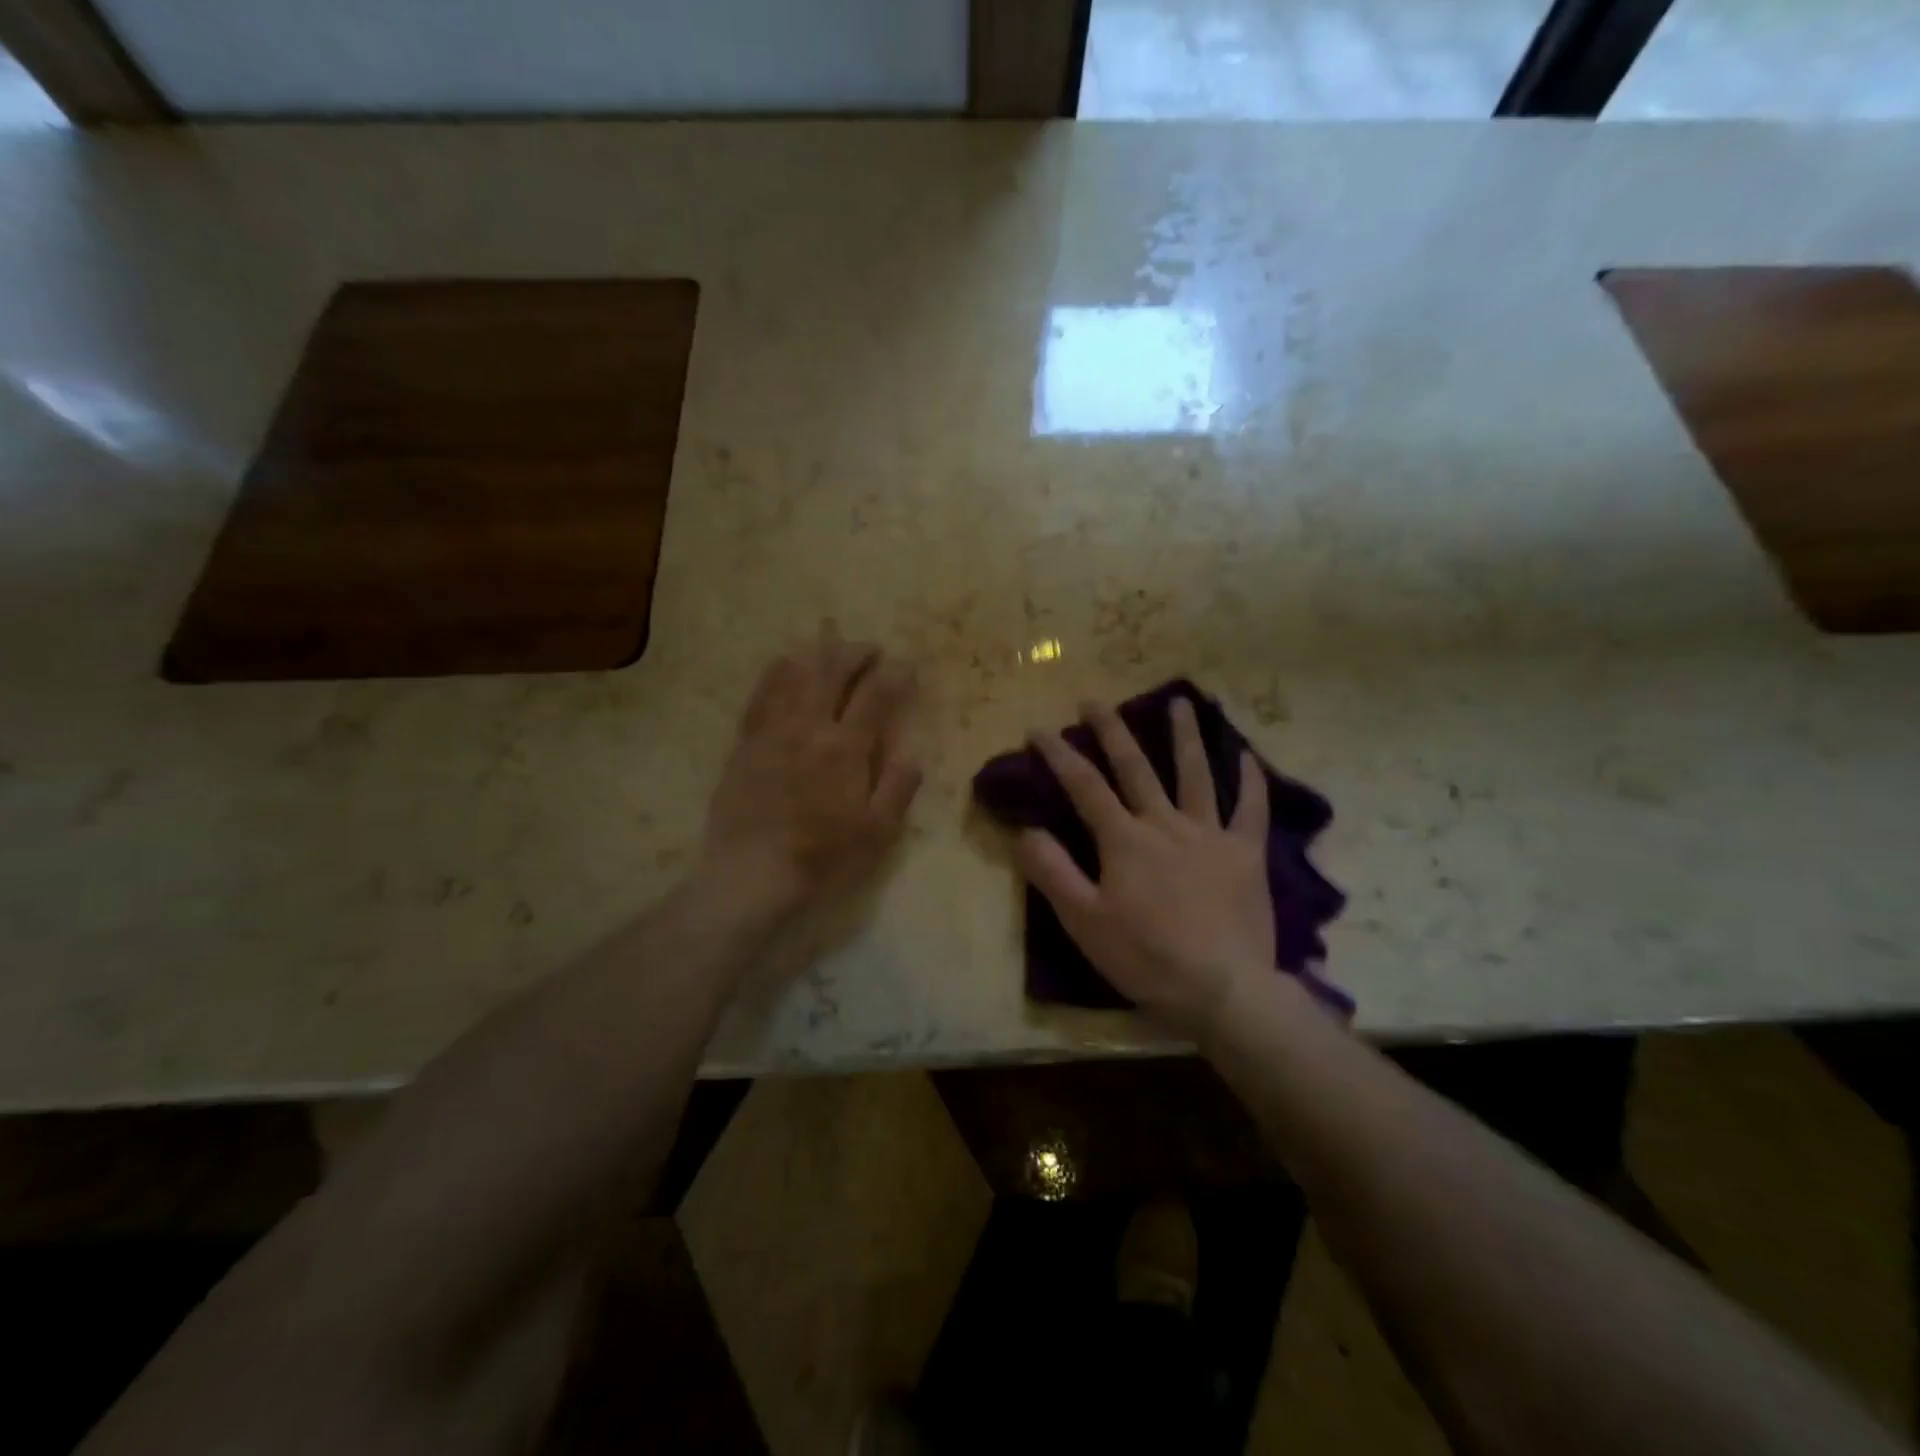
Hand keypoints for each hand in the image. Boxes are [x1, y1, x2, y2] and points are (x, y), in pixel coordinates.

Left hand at [697, 632, 921, 923]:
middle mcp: (808, 727)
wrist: (751, 874)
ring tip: (833, 648)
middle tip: (872, 650)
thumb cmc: (823, 857)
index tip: (908, 666)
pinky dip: (778, 672)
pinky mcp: (746, 743)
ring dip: (818, 654)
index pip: (875, 694)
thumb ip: (899, 787)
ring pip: (795, 674)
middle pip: (832, 670)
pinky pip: (761, 694)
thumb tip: (913, 752)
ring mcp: (772, 731)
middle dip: (856, 652)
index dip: (896, 674)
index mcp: (846, 747)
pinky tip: (786, 664)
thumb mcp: (878, 832)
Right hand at [1017, 697, 1273, 1036]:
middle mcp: (1165, 823)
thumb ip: (1052, 872)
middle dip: (1111, 730)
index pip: (1084, 785)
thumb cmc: (1146, 957)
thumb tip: (1026, 830)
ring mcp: (1210, 834)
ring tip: (1179, 701)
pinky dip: (1251, 781)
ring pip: (1196, 774)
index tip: (1039, 729)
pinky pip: (1251, 809)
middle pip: (1135, 766)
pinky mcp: (1246, 854)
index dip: (1059, 754)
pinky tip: (1248, 756)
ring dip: (1184, 736)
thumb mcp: (1084, 921)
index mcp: (1123, 839)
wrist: (1222, 988)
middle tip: (1094, 701)